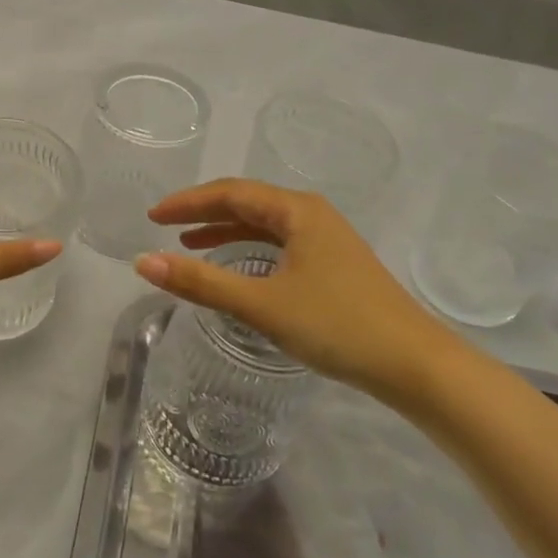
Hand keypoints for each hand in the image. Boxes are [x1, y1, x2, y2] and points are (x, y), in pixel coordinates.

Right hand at [134, 179, 465, 411]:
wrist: (414, 365)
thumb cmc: (337, 326)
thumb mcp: (261, 304)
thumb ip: (201, 283)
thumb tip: (143, 262)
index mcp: (297, 210)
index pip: (231, 192)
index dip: (188, 202)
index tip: (153, 216)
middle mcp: (312, 215)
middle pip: (248, 202)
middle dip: (204, 212)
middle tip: (165, 225)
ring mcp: (327, 240)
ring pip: (265, 225)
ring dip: (226, 231)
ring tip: (190, 244)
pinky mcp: (334, 265)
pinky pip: (280, 245)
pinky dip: (250, 251)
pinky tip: (239, 269)